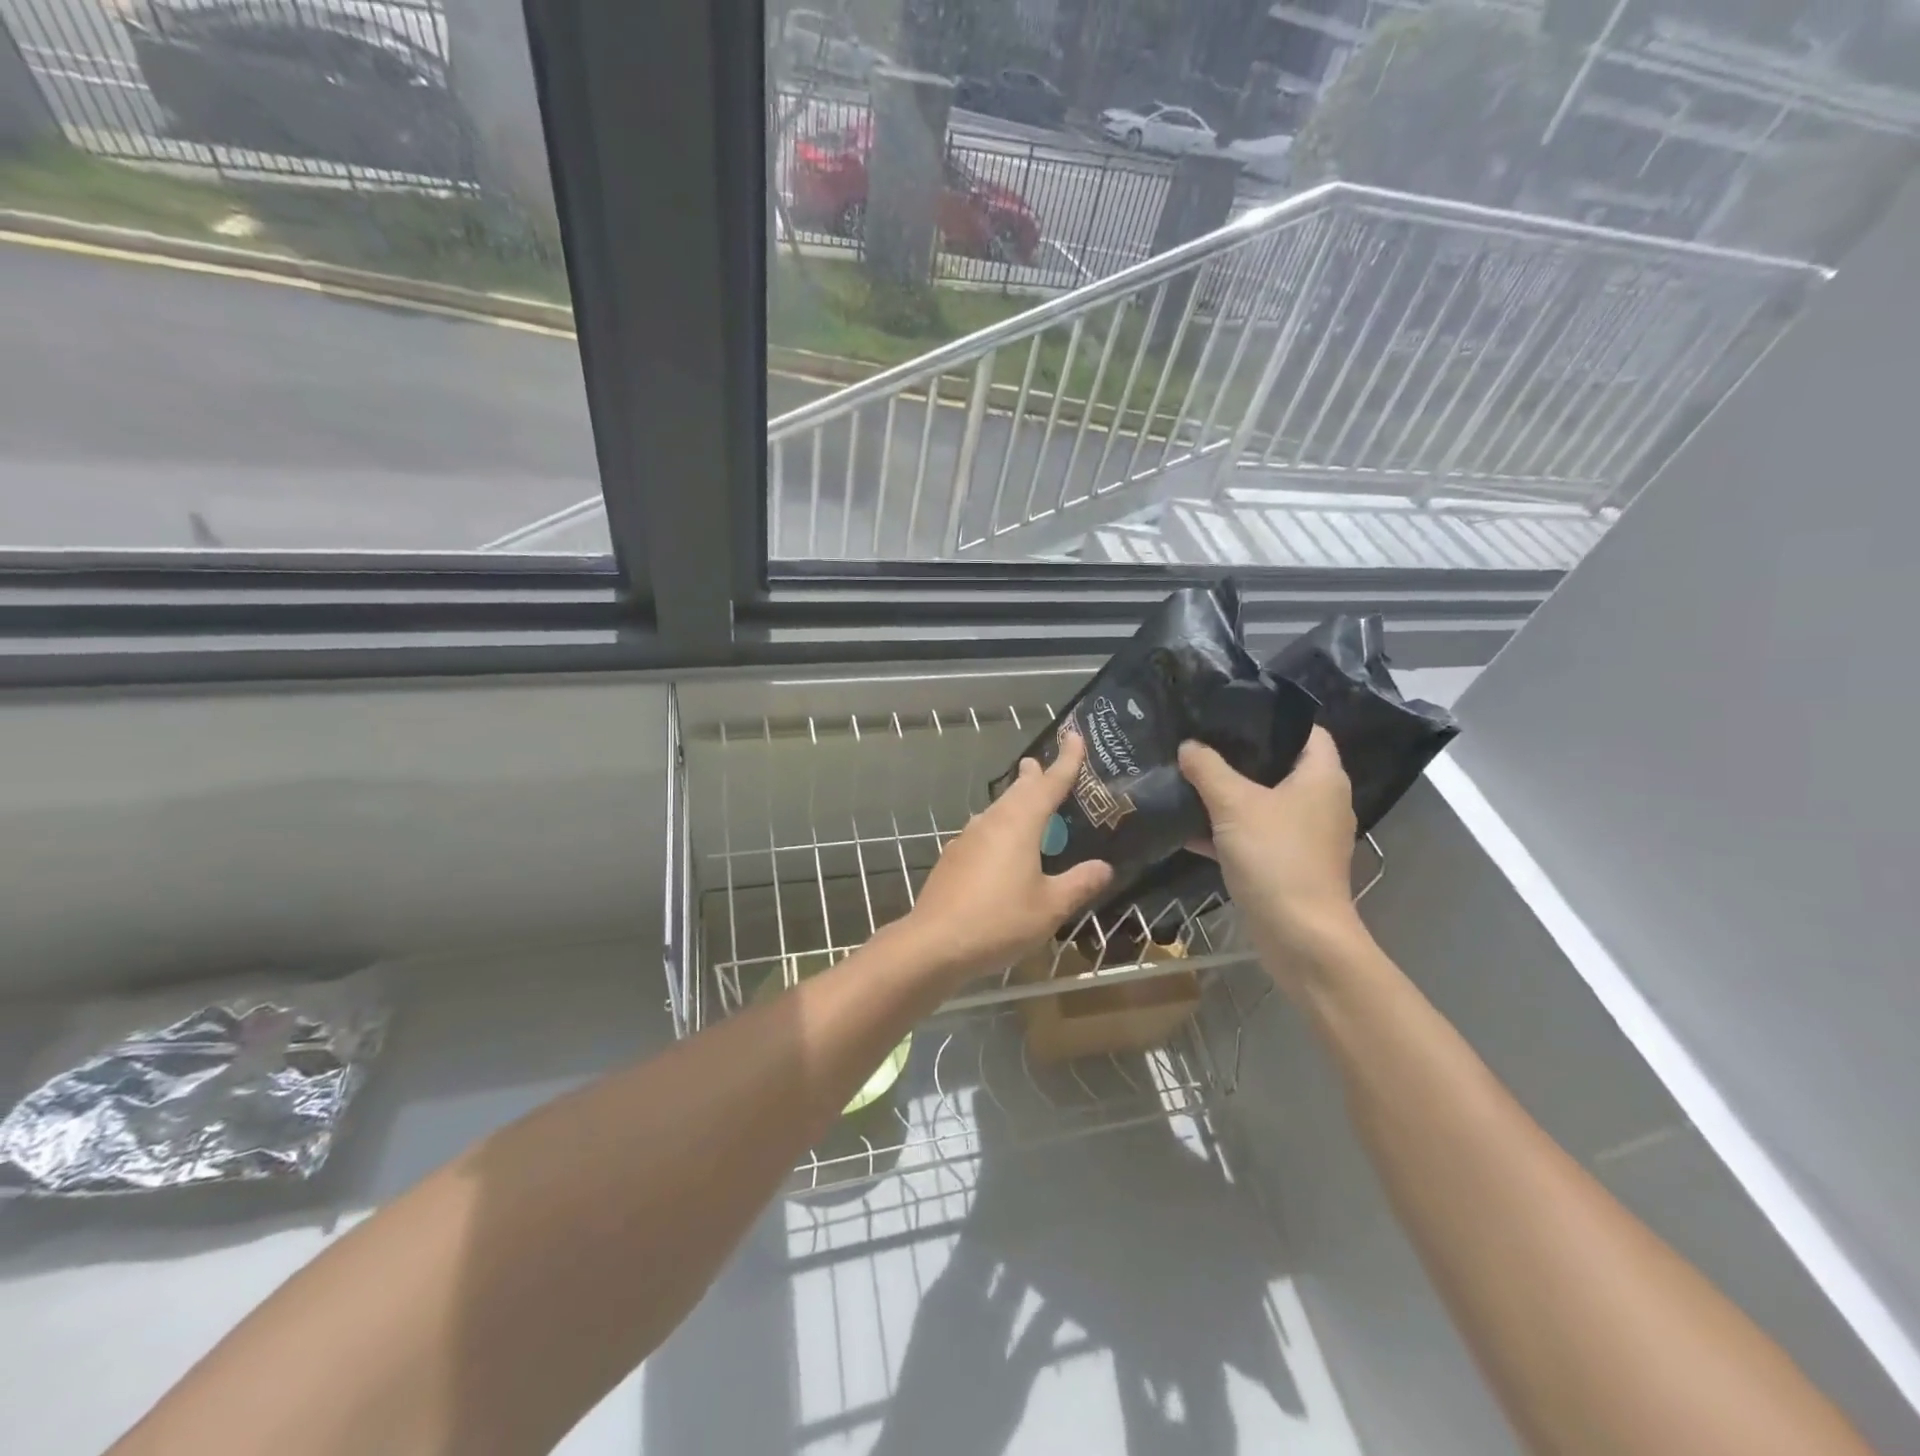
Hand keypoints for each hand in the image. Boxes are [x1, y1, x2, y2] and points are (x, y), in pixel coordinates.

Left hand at [907, 730, 1113, 981]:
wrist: (934, 943)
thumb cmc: (999, 921)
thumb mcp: (1050, 907)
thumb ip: (1079, 884)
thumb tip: (1104, 867)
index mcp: (1019, 824)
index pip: (1049, 783)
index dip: (1066, 760)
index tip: (1075, 736)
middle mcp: (991, 822)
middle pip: (1017, 791)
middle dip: (1034, 777)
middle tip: (1043, 766)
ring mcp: (967, 839)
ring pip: (996, 809)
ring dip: (1014, 801)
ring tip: (1026, 801)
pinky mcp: (953, 858)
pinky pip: (983, 831)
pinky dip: (999, 828)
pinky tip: (1000, 847)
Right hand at [1179, 726, 1370, 994]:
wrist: (1299, 935)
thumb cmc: (1276, 856)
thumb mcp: (1234, 804)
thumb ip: (1208, 768)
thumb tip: (1188, 745)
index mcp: (1321, 776)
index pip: (1306, 730)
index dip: (1271, 716)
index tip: (1230, 710)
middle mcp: (1321, 800)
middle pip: (1279, 764)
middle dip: (1239, 754)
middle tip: (1200, 739)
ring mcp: (1305, 834)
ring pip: (1263, 801)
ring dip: (1229, 793)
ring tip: (1188, 775)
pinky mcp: (1287, 862)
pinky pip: (1255, 833)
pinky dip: (1227, 829)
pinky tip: (1188, 825)